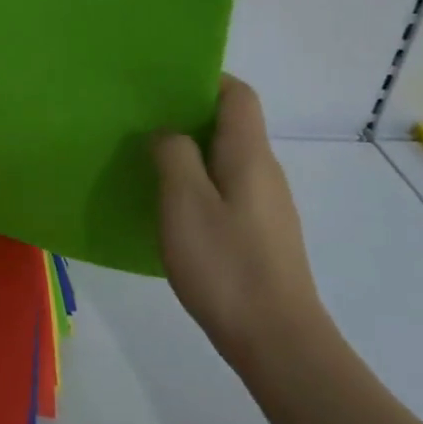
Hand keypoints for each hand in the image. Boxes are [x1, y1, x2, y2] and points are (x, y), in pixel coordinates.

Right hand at [154, 76, 326, 371]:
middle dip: (189, 116)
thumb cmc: (226, 265)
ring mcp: (267, 206)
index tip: (163, 85)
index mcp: (250, 155)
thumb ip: (173, 155)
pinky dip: (199, 184)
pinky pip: (228, 190)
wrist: (279, 344)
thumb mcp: (184, 202)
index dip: (204, 79)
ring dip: (191, 152)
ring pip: (227, 160)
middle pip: (232, 125)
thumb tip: (169, 134)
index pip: (237, 95)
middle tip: (143, 122)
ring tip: (149, 161)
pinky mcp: (261, 235)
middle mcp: (265, 173)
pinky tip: (173, 208)